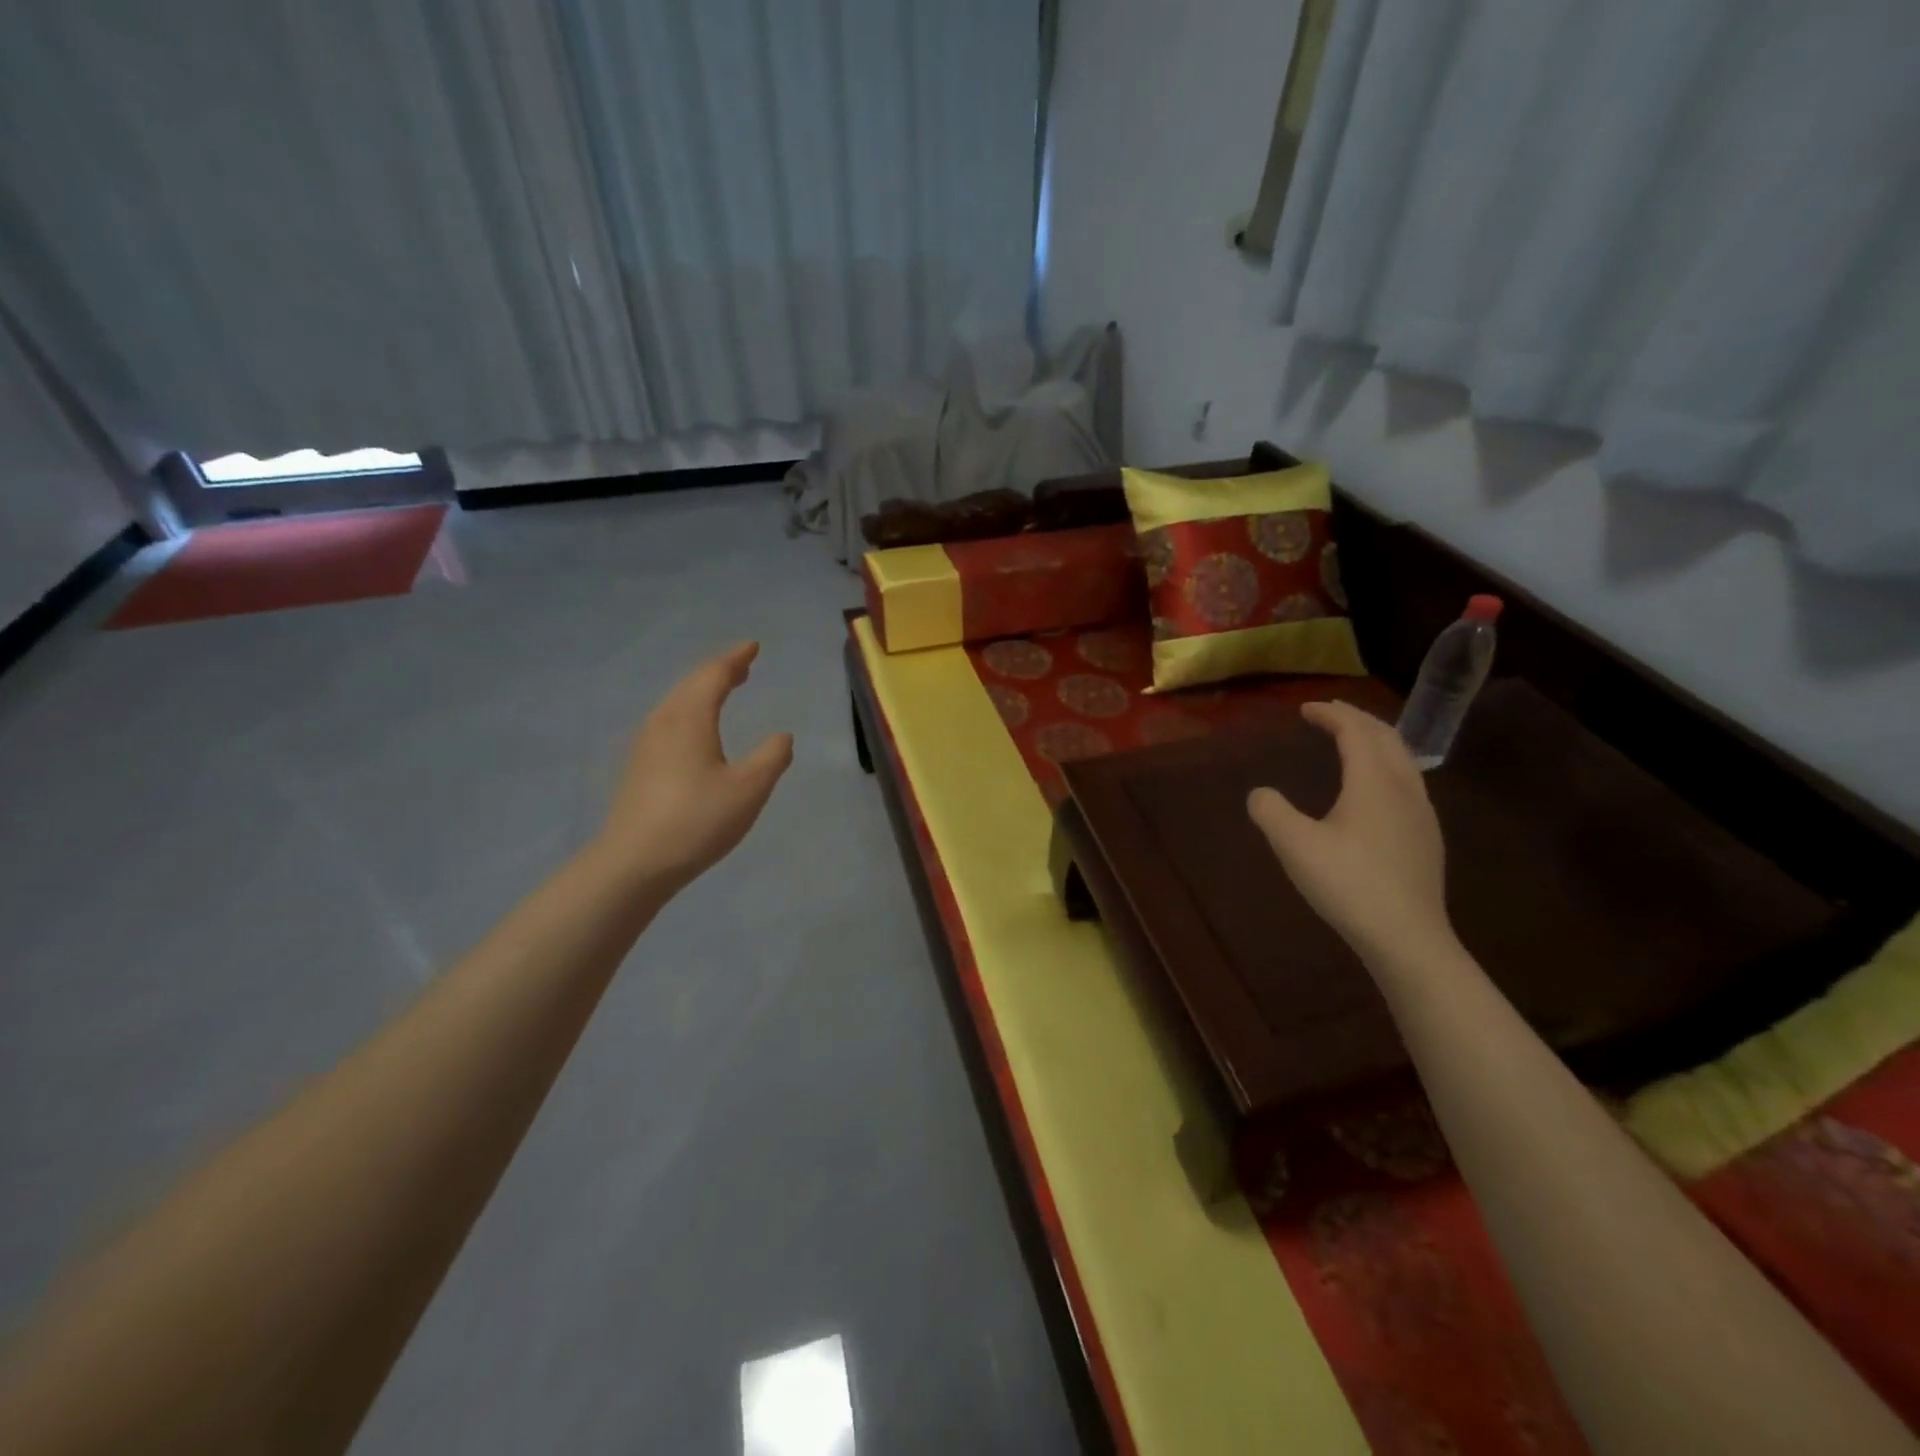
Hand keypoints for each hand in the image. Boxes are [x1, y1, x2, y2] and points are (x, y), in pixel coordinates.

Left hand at [592, 642, 792, 893]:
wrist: (634, 863)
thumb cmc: (697, 821)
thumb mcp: (749, 789)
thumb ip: (771, 757)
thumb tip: (781, 736)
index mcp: (690, 718)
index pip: (714, 675)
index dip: (736, 658)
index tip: (753, 646)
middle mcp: (663, 722)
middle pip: (691, 684)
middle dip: (718, 671)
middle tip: (742, 666)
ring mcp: (645, 744)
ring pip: (676, 703)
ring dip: (702, 691)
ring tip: (723, 691)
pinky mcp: (638, 767)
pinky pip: (668, 722)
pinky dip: (689, 712)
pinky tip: (696, 732)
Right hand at [1246, 701, 1454, 966]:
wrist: (1407, 937)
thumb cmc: (1348, 884)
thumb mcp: (1294, 845)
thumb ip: (1271, 812)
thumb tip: (1260, 794)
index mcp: (1373, 782)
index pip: (1355, 732)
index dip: (1331, 715)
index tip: (1306, 709)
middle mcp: (1404, 788)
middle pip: (1386, 737)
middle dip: (1357, 719)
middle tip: (1331, 713)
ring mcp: (1422, 813)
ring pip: (1404, 759)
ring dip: (1377, 740)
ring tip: (1355, 740)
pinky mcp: (1427, 837)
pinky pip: (1409, 781)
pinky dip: (1387, 764)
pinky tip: (1377, 788)